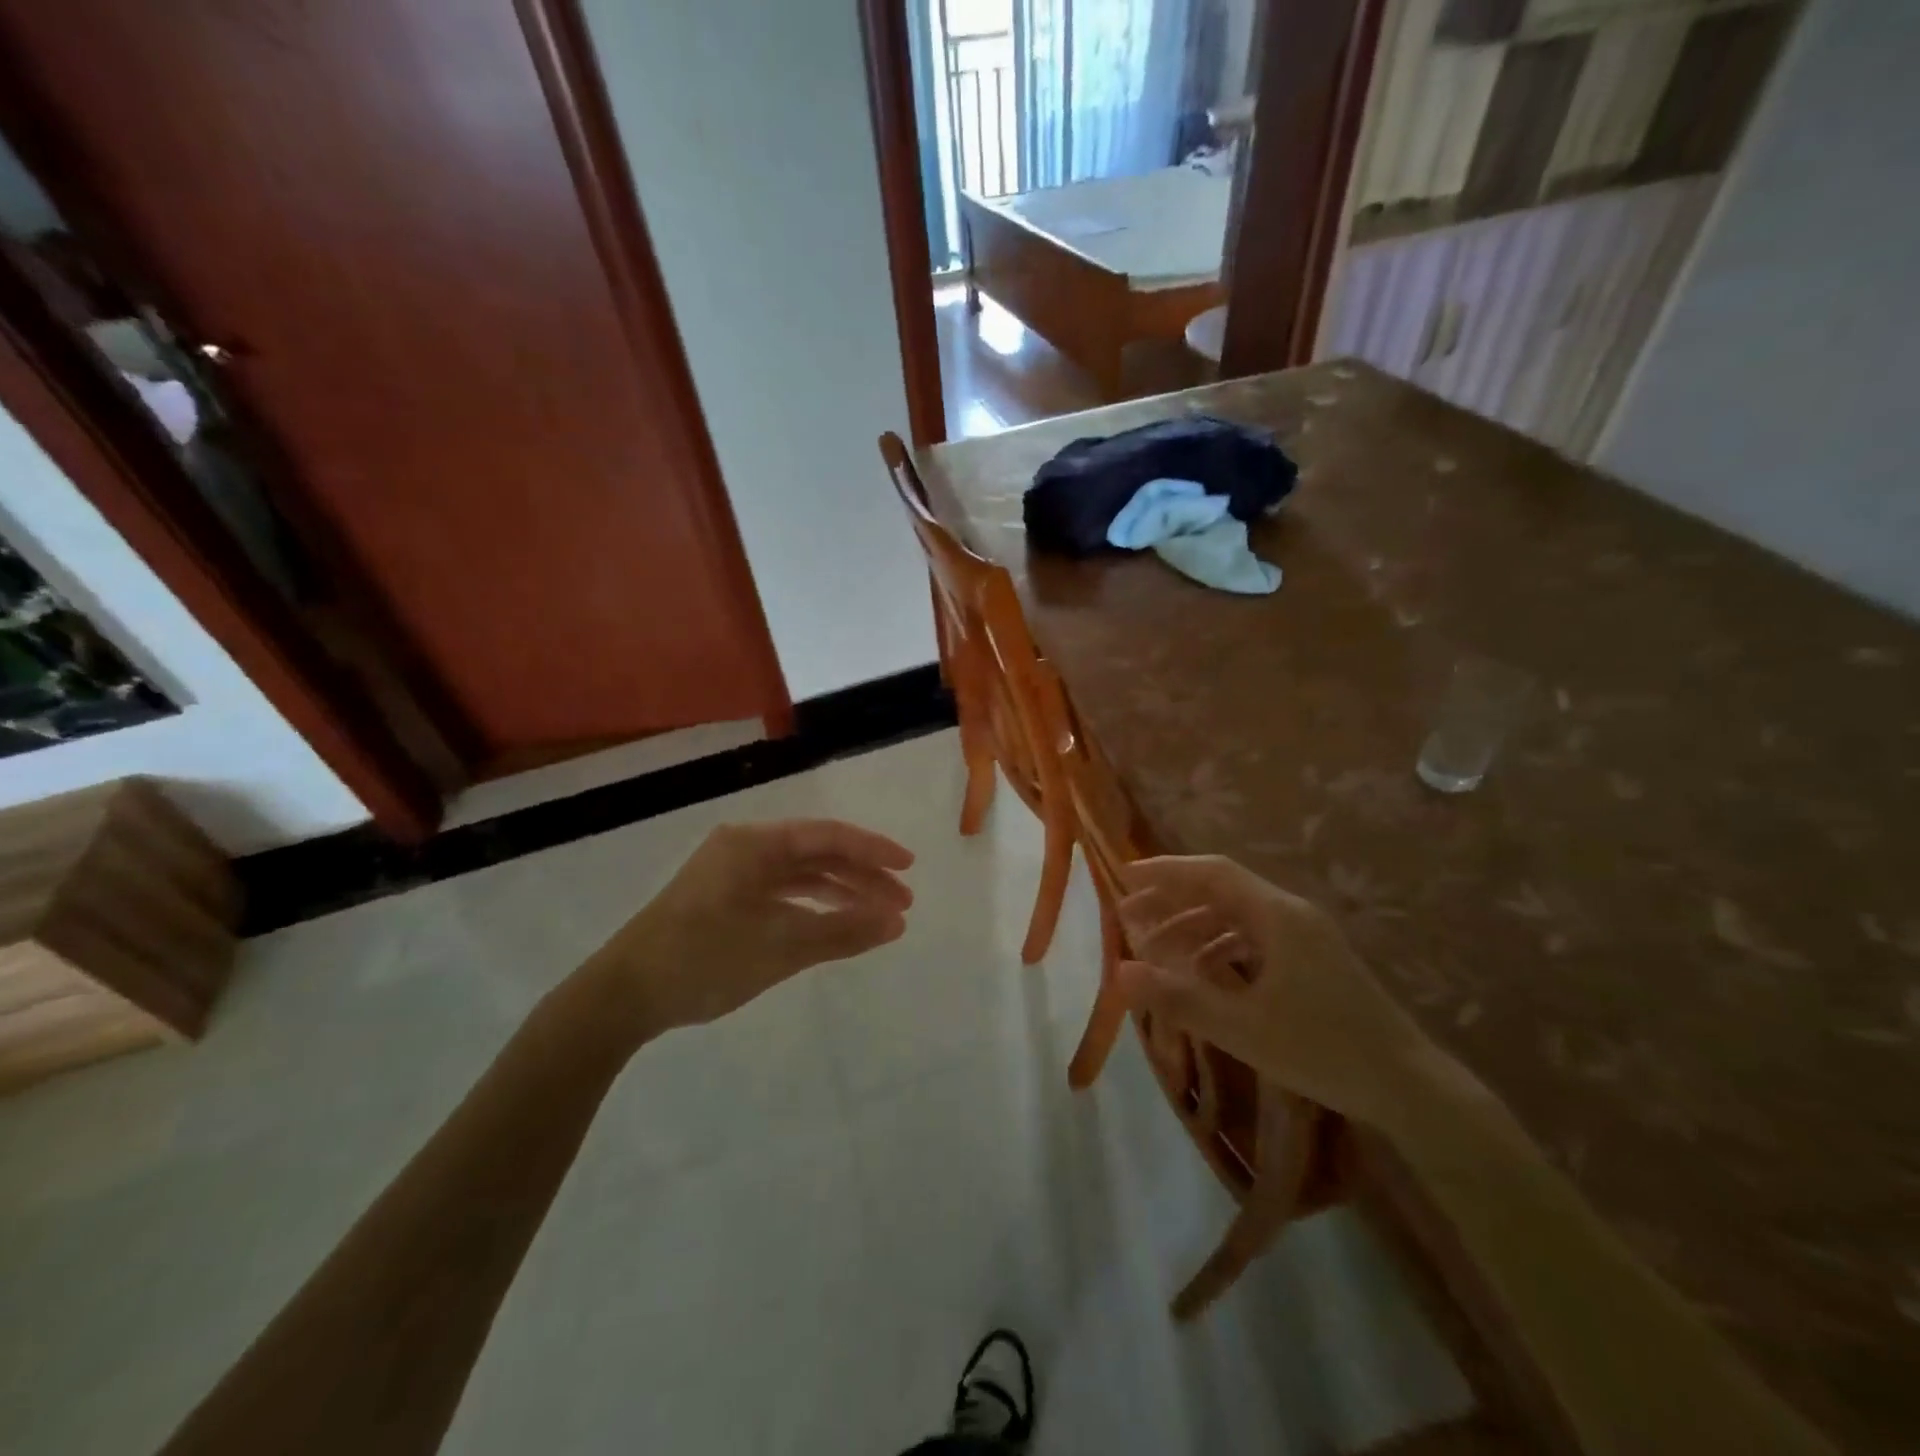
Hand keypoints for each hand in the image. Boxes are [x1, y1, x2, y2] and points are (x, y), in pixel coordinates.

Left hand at [583, 819, 913, 1038]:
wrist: (622, 996)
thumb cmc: (702, 961)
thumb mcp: (779, 948)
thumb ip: (842, 933)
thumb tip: (897, 923)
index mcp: (754, 844)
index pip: (828, 836)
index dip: (873, 850)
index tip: (910, 869)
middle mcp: (745, 848)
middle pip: (818, 853)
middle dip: (862, 877)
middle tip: (902, 905)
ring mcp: (732, 872)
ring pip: (800, 874)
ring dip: (840, 893)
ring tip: (879, 917)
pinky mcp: (724, 897)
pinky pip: (781, 892)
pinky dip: (811, 907)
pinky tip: (835, 923)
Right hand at [1115, 855, 1440, 1132]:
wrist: (1409, 1087)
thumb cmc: (1324, 1050)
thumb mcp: (1243, 1028)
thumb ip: (1178, 998)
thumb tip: (1119, 972)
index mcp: (1278, 916)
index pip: (1212, 873)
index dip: (1166, 871)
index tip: (1125, 878)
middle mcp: (1291, 914)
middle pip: (1221, 891)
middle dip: (1172, 901)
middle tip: (1130, 918)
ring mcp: (1306, 937)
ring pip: (1236, 916)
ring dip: (1194, 927)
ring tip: (1156, 949)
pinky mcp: (1312, 960)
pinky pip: (1254, 938)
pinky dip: (1220, 947)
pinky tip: (1200, 972)